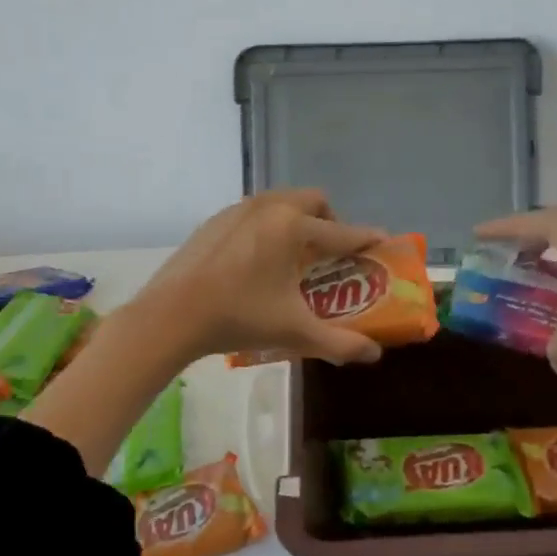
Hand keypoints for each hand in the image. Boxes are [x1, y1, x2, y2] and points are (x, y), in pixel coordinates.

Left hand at [133, 190, 389, 364]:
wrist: (172, 314)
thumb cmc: (239, 317)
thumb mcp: (294, 332)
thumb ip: (340, 343)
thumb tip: (374, 354)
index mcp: (293, 227)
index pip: (342, 232)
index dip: (367, 238)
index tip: (384, 242)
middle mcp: (270, 207)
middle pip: (314, 201)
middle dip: (331, 222)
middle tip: (331, 254)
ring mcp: (239, 209)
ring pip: (282, 201)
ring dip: (299, 219)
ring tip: (295, 255)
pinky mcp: (216, 219)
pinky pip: (255, 211)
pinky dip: (270, 225)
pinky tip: (258, 258)